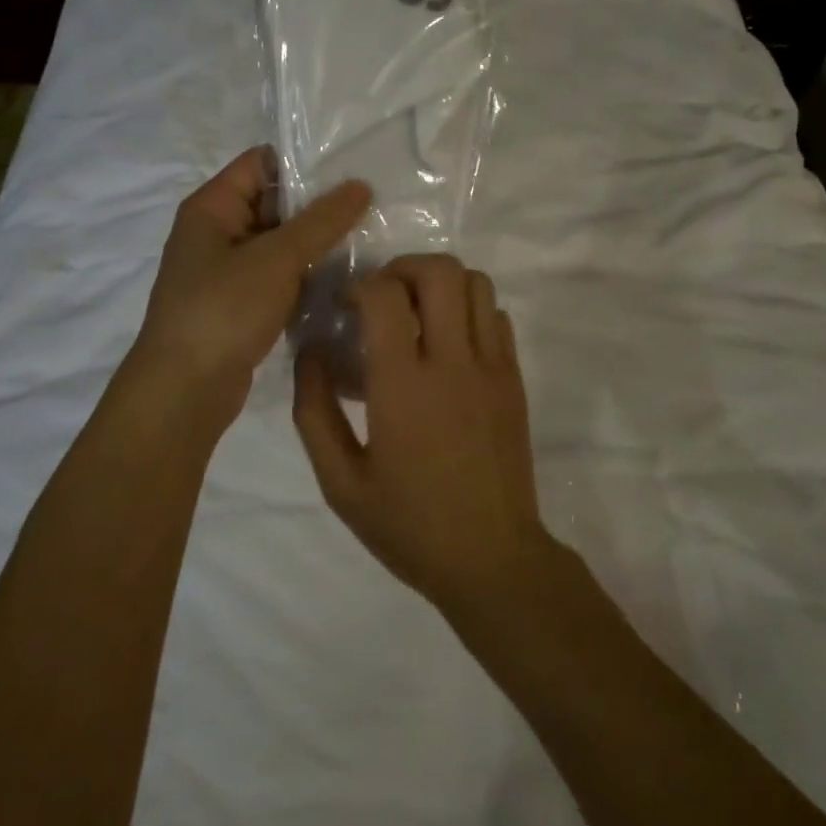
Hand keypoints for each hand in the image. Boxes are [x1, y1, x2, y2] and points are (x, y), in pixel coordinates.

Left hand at [136, 148, 369, 420]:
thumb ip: (321, 221)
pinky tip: (346, 278)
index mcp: (212, 207)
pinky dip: (306, 275)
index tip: (353, 168)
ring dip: (317, 243)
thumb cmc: (223, 310)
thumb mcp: (276, 258)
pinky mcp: (241, 304)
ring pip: (280, 243)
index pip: (261, 162)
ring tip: (370, 238)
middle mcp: (217, 232)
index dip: (304, 162)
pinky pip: (279, 276)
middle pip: (274, 202)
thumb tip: (360, 185)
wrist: (185, 389)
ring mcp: (228, 271)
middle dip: (319, 205)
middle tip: (374, 205)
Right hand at [293, 254, 548, 610]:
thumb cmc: (409, 525)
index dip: (359, 286)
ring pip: (476, 283)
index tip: (346, 307)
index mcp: (404, 386)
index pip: (385, 295)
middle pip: (440, 270)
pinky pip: (497, 316)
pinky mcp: (514, 379)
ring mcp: (492, 368)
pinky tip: (449, 344)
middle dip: (404, 267)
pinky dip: (470, 310)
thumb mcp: (340, 483)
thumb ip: (315, 412)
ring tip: (417, 313)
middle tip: (383, 296)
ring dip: (441, 284)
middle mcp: (453, 363)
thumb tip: (311, 353)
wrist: (492, 559)